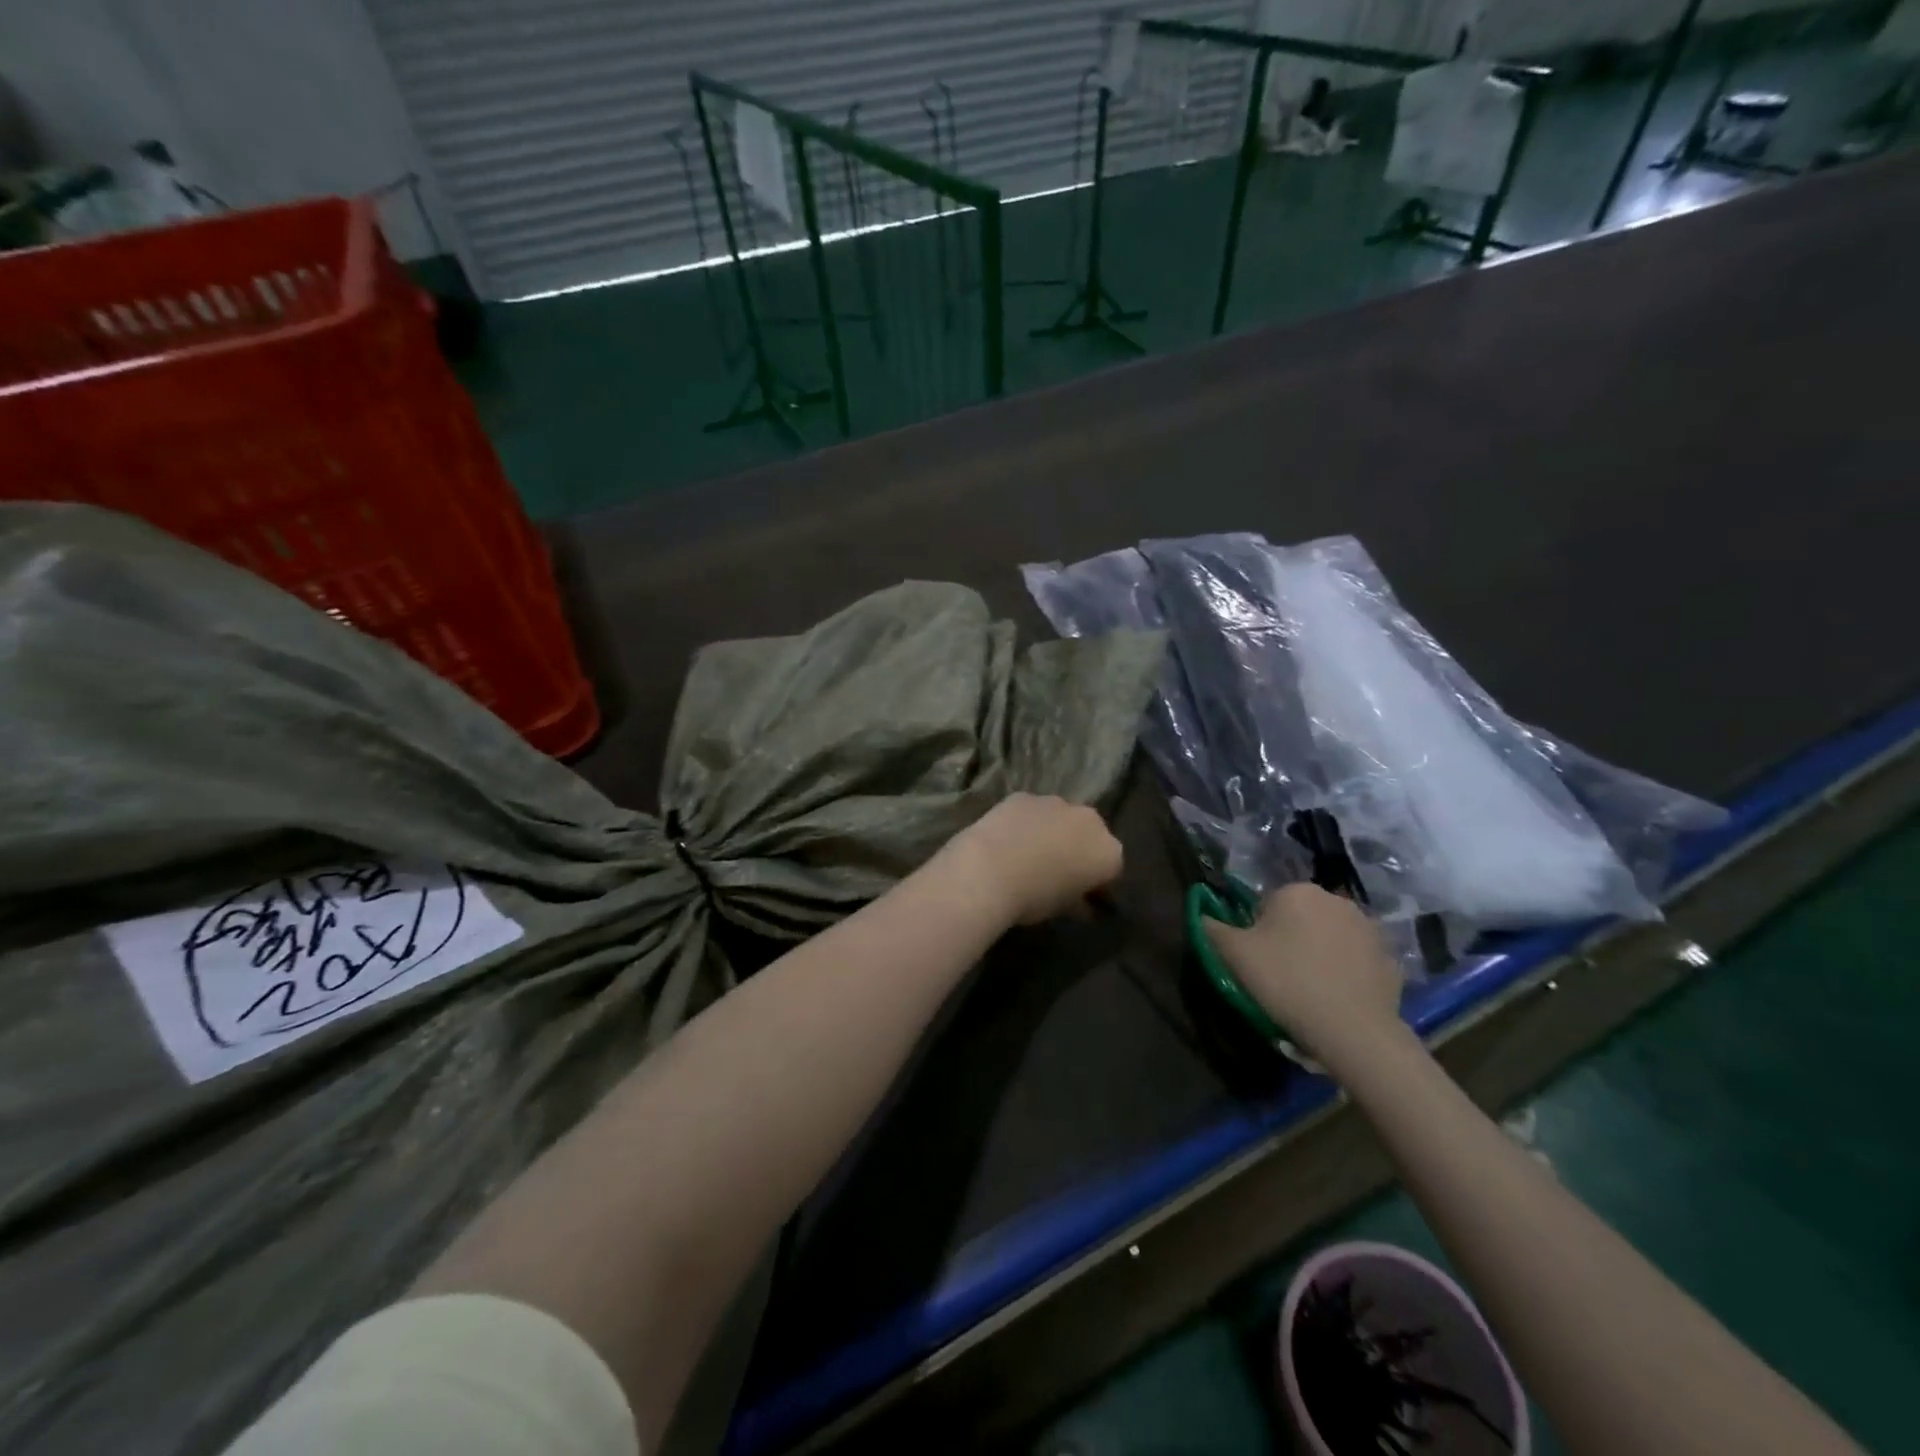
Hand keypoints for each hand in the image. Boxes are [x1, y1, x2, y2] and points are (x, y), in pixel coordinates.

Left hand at [940, 793, 1123, 926]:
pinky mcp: (1024, 796)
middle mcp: (1089, 820)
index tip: (1080, 895)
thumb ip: (1079, 902)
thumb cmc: (1034, 898)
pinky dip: (1025, 822)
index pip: (1111, 868)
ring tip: (1028, 853)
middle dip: (1078, 848)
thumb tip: (1082, 905)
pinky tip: (1007, 839)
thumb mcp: (1063, 909)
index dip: (1096, 882)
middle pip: (1090, 834)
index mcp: (1108, 852)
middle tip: (1057, 871)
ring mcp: (1057, 803)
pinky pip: (1032, 811)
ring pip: (1061, 818)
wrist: (988, 869)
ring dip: (1052, 831)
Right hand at [1202, 884, 1404, 1070]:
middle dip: (1290, 938)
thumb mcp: (1234, 955)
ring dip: (1320, 952)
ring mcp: (1368, 927)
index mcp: (1296, 891)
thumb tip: (1202, 915)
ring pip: (1330, 936)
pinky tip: (1337, 997)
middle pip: (1300, 916)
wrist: (1353, 1029)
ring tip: (1310, 989)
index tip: (1258, 961)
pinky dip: (1347, 971)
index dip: (1257, 932)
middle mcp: (1335, 899)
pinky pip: (1357, 959)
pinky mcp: (1389, 957)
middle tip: (1281, 975)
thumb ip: (1213, 928)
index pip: (1266, 904)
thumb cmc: (1286, 982)